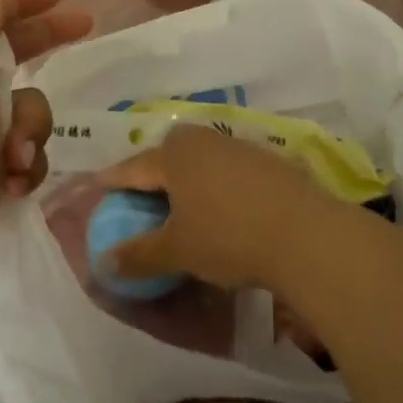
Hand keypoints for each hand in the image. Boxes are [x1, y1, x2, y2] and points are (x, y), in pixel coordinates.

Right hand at [99, 126, 347, 290]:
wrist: (306, 233)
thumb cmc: (229, 237)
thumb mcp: (178, 251)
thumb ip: (139, 254)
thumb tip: (105, 261)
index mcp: (175, 154)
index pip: (133, 167)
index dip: (112, 180)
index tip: (97, 186)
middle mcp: (204, 141)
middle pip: (167, 155)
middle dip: (151, 173)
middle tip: (139, 195)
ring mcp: (239, 147)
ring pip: (199, 160)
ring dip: (186, 178)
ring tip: (180, 203)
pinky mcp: (268, 161)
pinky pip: (226, 169)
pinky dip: (214, 184)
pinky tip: (221, 206)